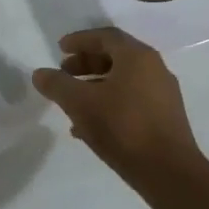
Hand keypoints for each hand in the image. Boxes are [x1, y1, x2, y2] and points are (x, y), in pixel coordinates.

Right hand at [32, 27, 205, 195]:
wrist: (168, 172)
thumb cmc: (122, 127)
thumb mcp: (79, 103)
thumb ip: (57, 85)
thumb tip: (40, 74)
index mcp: (137, 57)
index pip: (106, 36)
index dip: (80, 40)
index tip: (59, 49)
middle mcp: (154, 69)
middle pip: (115, 57)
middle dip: (86, 63)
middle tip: (64, 73)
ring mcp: (162, 95)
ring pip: (122, 81)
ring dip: (94, 85)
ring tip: (72, 101)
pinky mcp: (164, 118)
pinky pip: (130, 100)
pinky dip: (108, 103)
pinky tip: (88, 126)